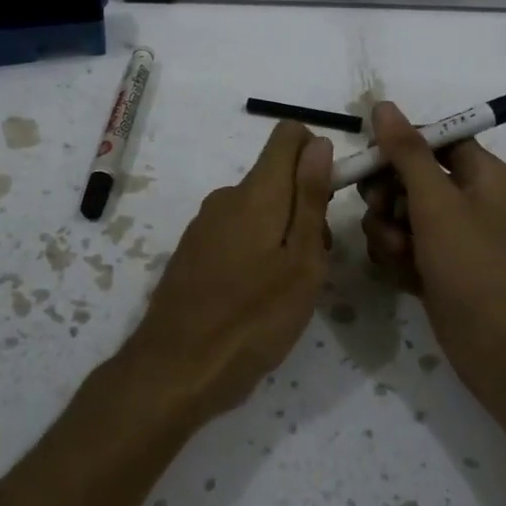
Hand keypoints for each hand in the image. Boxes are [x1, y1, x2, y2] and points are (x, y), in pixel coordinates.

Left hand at [125, 121, 334, 422]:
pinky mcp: (193, 251)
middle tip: (313, 263)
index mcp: (256, 192)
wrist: (176, 369)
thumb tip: (319, 143)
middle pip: (277, 177)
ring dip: (282, 233)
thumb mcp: (301, 262)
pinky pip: (236, 232)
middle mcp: (226, 197)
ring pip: (258, 208)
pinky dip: (256, 250)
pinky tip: (255, 297)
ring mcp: (204, 224)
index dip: (317, 154)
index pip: (289, 135)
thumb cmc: (253, 319)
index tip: (329, 200)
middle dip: (305, 205)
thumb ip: (310, 198)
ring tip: (286, 289)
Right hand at [359, 101, 505, 398]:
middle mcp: (467, 200)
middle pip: (409, 177)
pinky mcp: (436, 269)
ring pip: (398, 215)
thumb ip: (406, 153)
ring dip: (388, 232)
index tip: (369, 159)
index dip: (399, 145)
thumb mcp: (437, 203)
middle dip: (388, 196)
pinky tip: (404, 277)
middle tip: (385, 213)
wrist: (502, 351)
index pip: (434, 139)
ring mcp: (451, 238)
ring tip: (401, 256)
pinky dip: (396, 258)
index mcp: (481, 174)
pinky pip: (402, 247)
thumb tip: (384, 106)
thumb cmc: (475, 267)